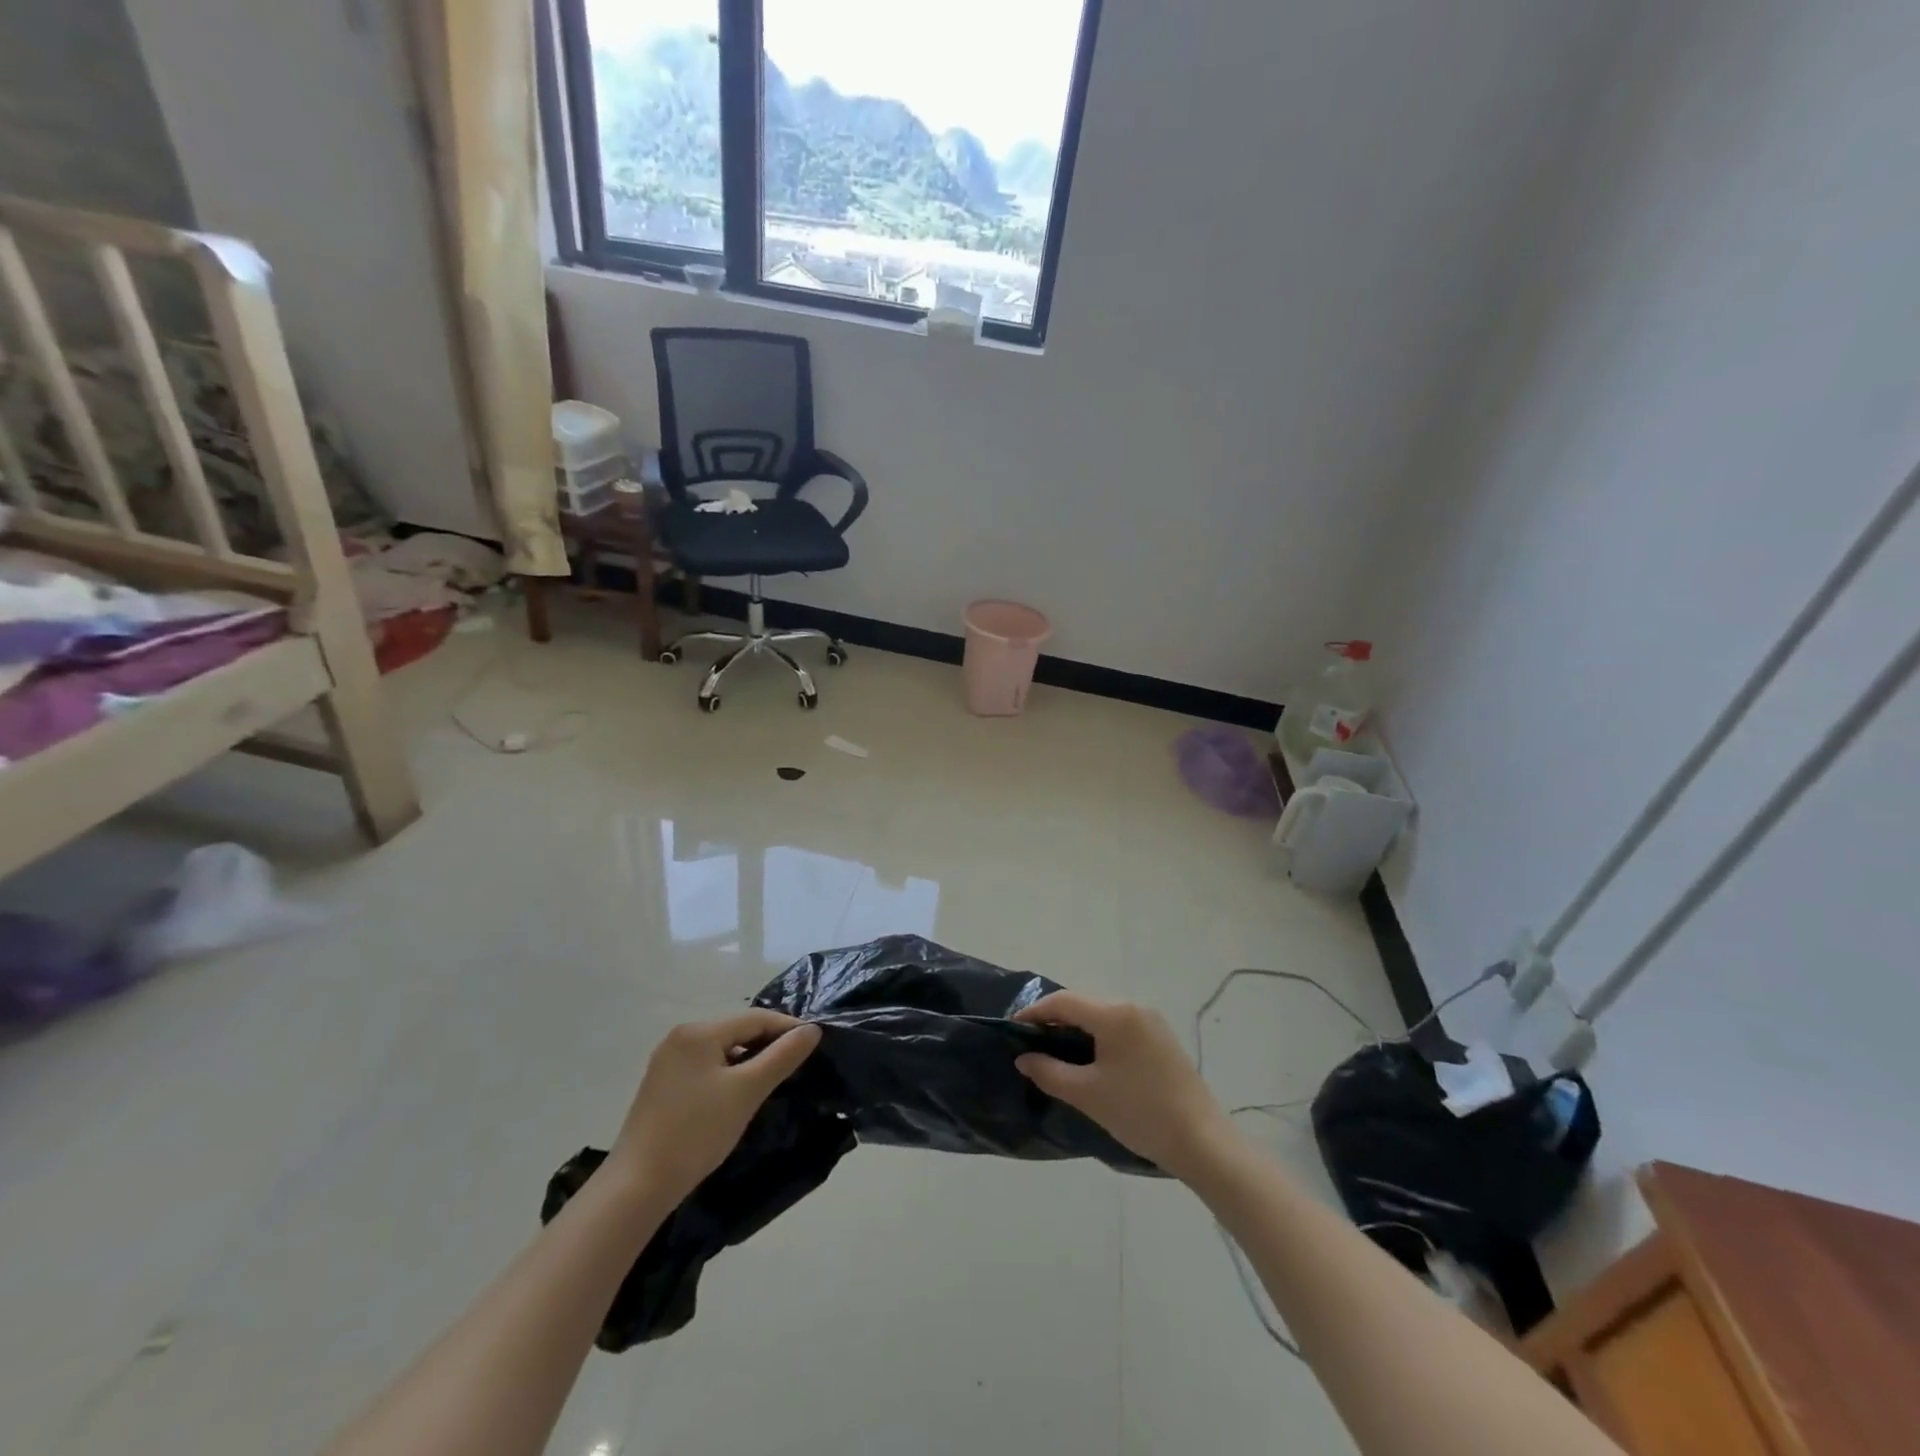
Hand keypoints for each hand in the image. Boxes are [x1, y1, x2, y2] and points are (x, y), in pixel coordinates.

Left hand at [610, 1010, 821, 1202]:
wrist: (637, 1186)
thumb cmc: (696, 1132)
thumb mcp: (747, 1091)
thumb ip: (782, 1056)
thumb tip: (812, 1030)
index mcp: (699, 1031)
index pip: (755, 1018)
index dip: (788, 1028)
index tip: (816, 1043)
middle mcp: (680, 1037)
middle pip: (737, 1031)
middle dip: (768, 1044)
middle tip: (798, 1063)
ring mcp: (667, 1062)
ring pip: (721, 1051)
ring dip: (749, 1061)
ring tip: (773, 1080)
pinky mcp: (661, 1086)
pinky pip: (705, 1068)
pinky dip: (728, 1075)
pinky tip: (738, 1096)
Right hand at [1013, 992, 1233, 1179]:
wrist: (1202, 1141)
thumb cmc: (1139, 1112)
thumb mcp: (1087, 1094)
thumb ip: (1049, 1071)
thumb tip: (1024, 1058)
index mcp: (1114, 1014)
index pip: (1064, 1002)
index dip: (1035, 1012)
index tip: (1012, 1028)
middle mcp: (1133, 1007)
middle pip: (1083, 1004)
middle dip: (1055, 1019)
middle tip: (1031, 1042)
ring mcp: (1151, 1021)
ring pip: (1102, 1014)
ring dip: (1077, 1027)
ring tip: (1055, 1051)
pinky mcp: (1161, 1038)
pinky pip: (1119, 1026)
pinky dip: (1098, 1035)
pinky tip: (1089, 1058)